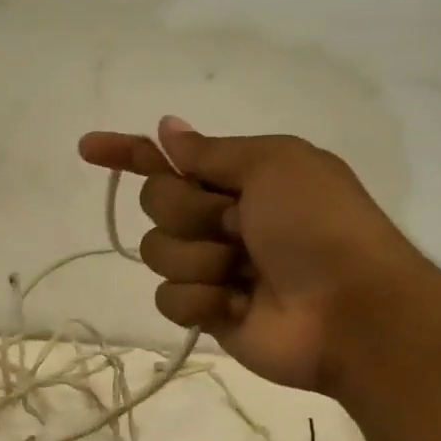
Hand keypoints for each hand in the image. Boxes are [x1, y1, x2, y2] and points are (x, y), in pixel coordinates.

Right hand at [80, 116, 440, 393]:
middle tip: (236, 225)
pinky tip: (238, 305)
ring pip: (157, 252)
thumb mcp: (275, 165)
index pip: (167, 159)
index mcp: (237, 178)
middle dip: (189, 211)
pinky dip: (202, 299)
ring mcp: (211, 266)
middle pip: (155, 202)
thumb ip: (212, 151)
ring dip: (200, 258)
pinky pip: (168, 298)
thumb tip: (167, 128)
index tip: (88, 148)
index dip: (127, 152)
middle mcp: (218, 218)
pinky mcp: (206, 311)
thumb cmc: (319, 226)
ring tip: (244, 272)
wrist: (353, 311)